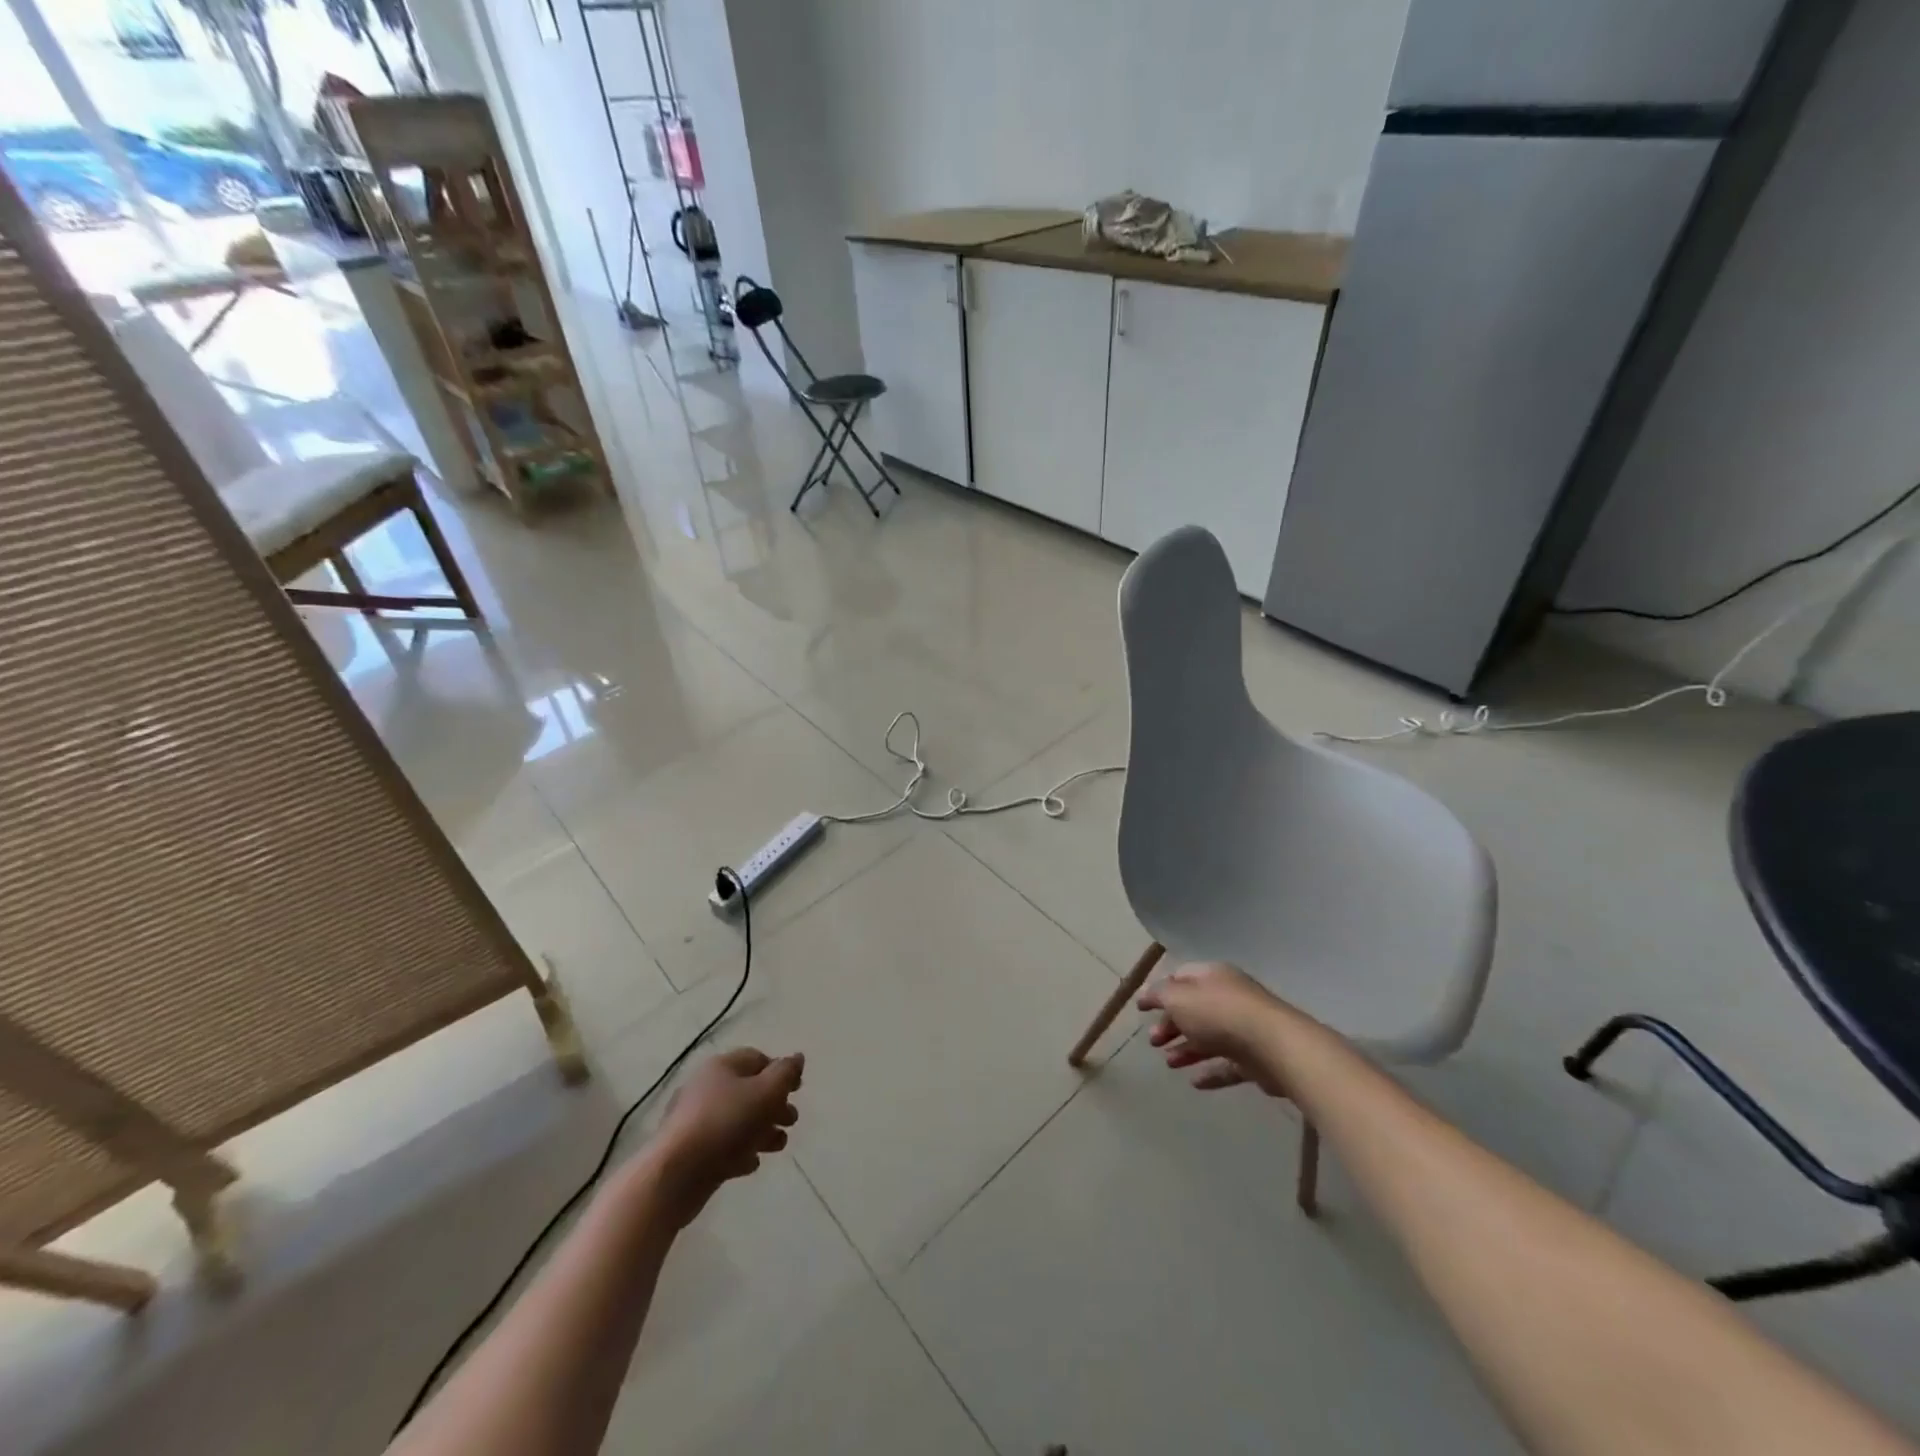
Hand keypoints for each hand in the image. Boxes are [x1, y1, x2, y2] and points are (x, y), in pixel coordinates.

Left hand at [649, 1047, 803, 1223]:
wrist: (675, 1174)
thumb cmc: (725, 1123)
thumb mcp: (766, 1092)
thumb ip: (785, 1074)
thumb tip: (797, 1057)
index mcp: (722, 1067)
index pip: (757, 1059)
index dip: (780, 1071)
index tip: (798, 1090)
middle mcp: (706, 1088)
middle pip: (749, 1090)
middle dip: (774, 1105)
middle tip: (792, 1120)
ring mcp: (695, 1121)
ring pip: (738, 1120)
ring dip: (762, 1130)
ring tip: (778, 1145)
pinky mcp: (691, 1151)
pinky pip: (722, 1145)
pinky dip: (740, 1151)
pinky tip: (751, 1164)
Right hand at [1137, 962, 1286, 1095]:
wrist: (1274, 1046)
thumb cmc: (1219, 1014)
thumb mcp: (1179, 998)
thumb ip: (1159, 995)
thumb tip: (1146, 994)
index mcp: (1211, 976)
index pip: (1181, 977)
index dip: (1160, 991)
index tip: (1142, 1009)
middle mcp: (1228, 997)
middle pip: (1194, 1009)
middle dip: (1170, 1024)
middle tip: (1153, 1041)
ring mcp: (1244, 1028)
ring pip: (1209, 1038)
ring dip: (1186, 1049)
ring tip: (1169, 1063)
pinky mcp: (1255, 1058)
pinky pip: (1227, 1064)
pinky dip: (1210, 1071)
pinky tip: (1195, 1082)